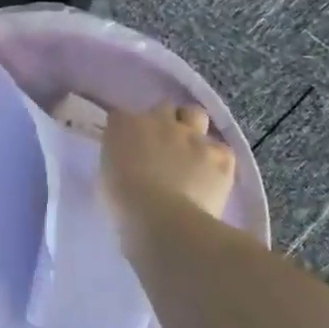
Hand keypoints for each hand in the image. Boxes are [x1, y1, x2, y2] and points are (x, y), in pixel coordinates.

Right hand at [101, 104, 237, 249]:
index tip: (128, 146)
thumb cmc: (123, 203)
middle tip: (162, 145)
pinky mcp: (220, 154)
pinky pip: (221, 149)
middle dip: (163, 122)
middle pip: (163, 107)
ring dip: (192, 127)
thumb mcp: (107, 175)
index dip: (127, 130)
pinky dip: (216, 160)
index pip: (122, 116)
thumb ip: (119, 158)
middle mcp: (159, 121)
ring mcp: (193, 135)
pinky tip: (211, 177)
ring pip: (195, 115)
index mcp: (124, 125)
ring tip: (191, 150)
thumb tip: (129, 161)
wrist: (163, 220)